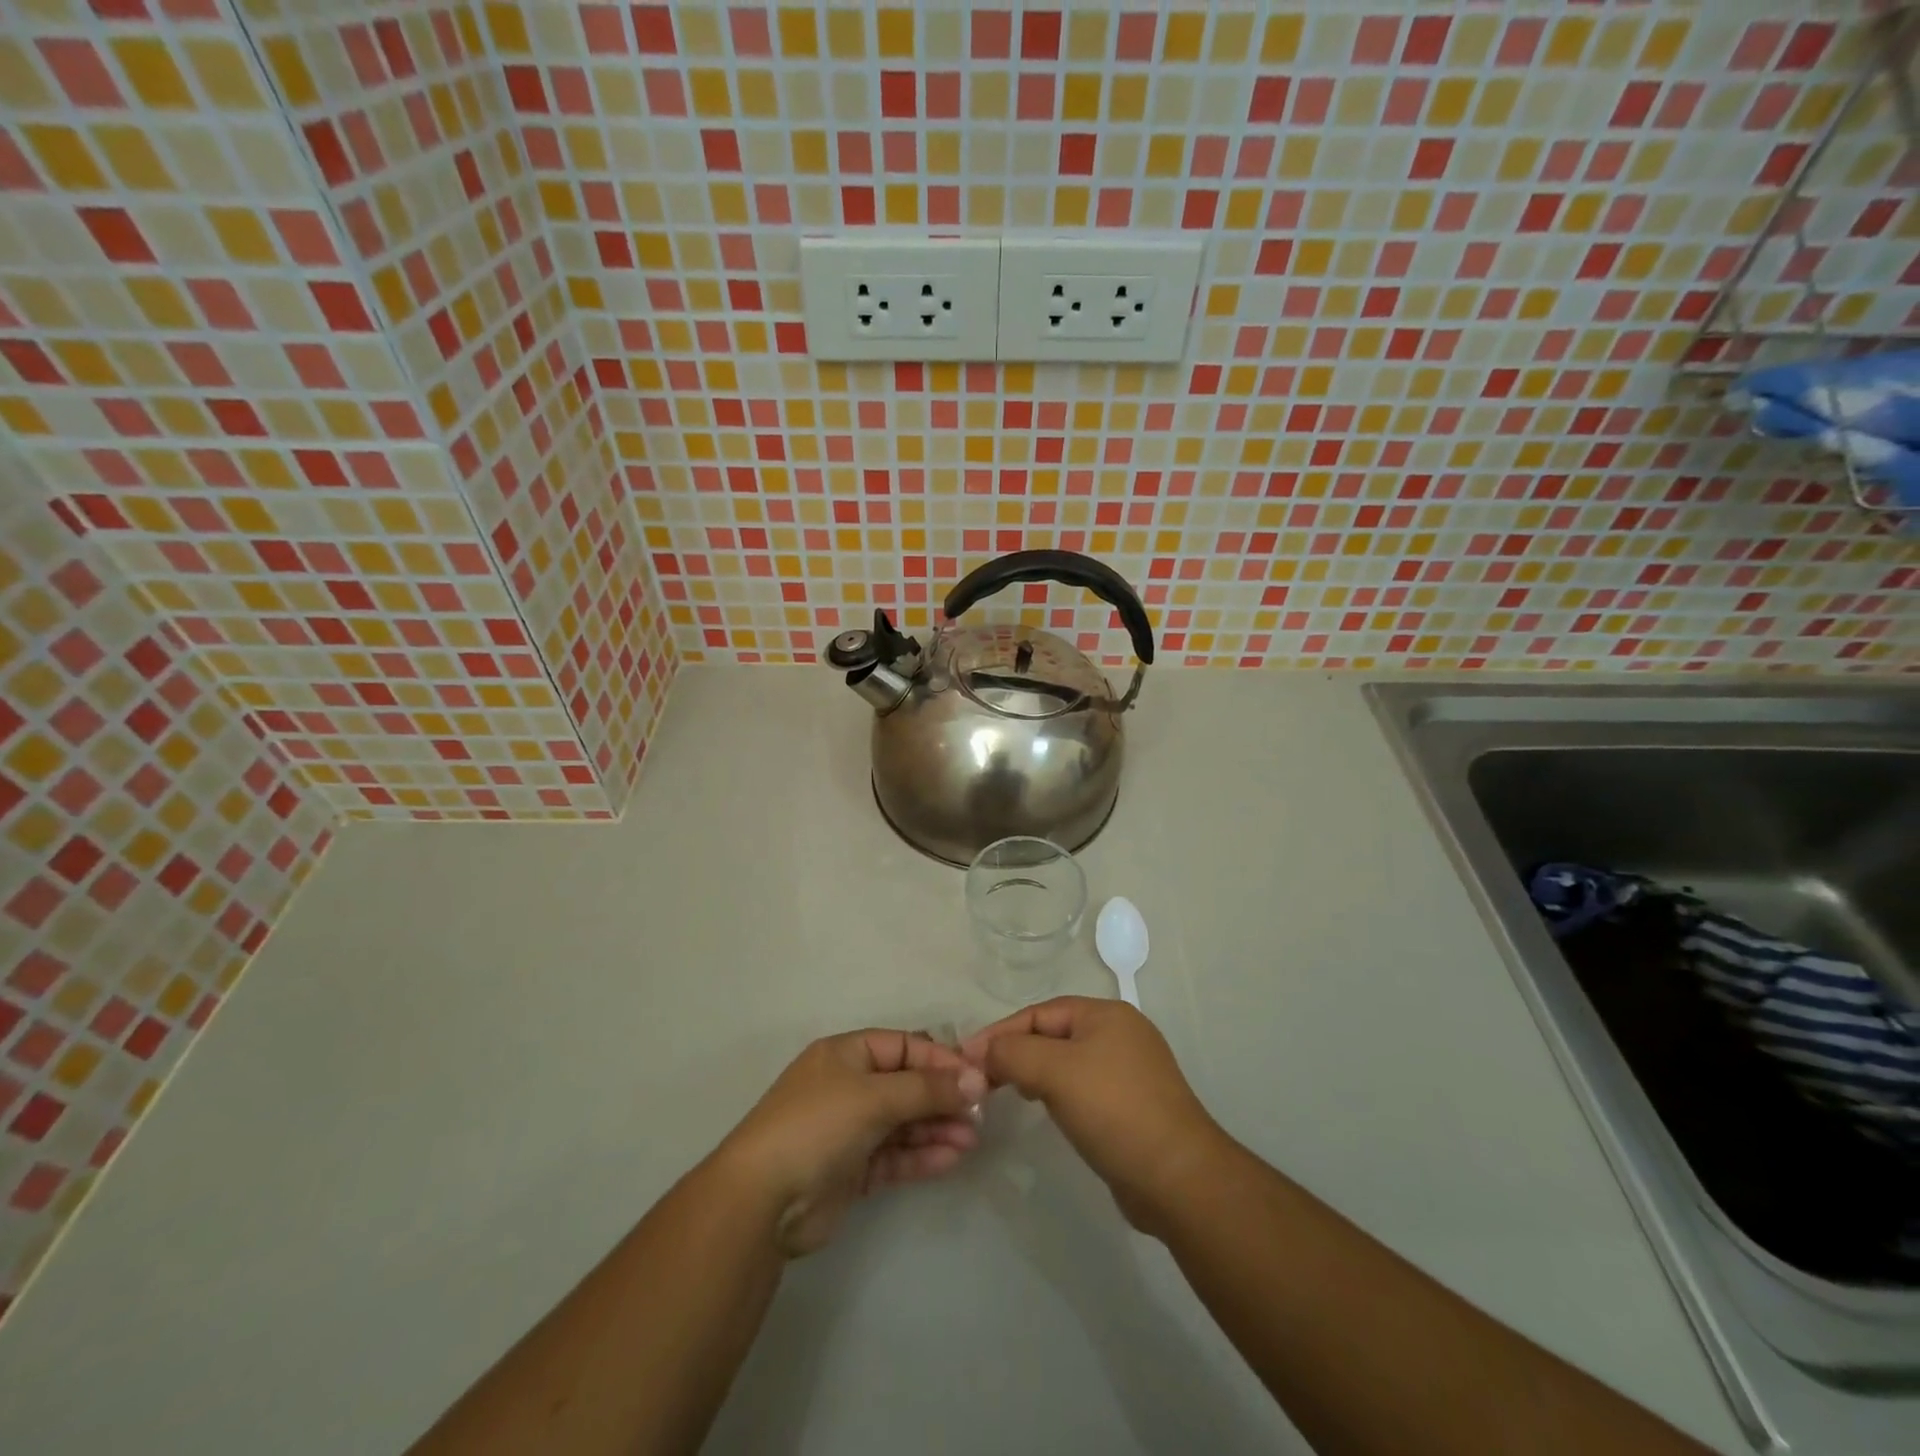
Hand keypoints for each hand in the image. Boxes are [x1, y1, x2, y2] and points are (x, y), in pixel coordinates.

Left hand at [716, 1029, 986, 1256]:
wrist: (761, 1200)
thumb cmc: (817, 1125)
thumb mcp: (875, 1096)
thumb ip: (928, 1088)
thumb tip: (976, 1079)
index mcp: (845, 1055)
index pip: (903, 1046)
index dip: (940, 1059)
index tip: (975, 1077)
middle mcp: (848, 1087)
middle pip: (906, 1085)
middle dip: (943, 1097)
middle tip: (979, 1114)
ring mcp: (849, 1130)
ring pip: (904, 1122)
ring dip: (937, 1128)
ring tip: (972, 1139)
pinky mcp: (851, 1170)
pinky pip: (895, 1155)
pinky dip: (922, 1155)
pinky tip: (951, 1158)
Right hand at [963, 997, 1228, 1234]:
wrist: (1177, 1178)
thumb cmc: (1114, 1110)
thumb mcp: (1055, 1072)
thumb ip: (1013, 1053)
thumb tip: (982, 1051)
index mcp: (1106, 1014)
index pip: (1040, 1013)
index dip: (1001, 1032)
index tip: (966, 1057)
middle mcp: (1120, 1034)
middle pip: (1053, 1034)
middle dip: (1017, 1052)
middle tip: (982, 1077)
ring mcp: (1129, 1071)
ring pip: (1066, 1062)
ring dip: (1035, 1073)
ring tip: (1007, 1091)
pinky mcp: (1132, 1105)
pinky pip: (1082, 1087)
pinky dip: (1057, 1093)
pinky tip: (1045, 1110)